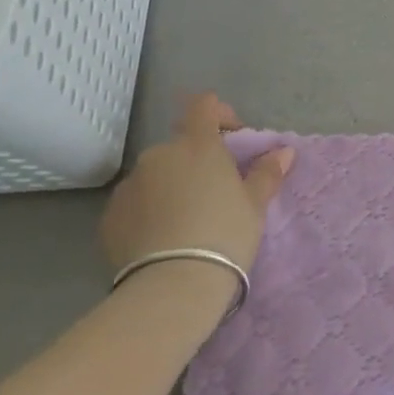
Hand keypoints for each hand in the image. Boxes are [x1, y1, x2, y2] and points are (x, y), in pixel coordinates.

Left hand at [98, 93, 294, 279]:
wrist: (171, 289)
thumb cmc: (224, 236)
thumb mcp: (255, 206)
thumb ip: (266, 173)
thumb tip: (284, 151)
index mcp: (198, 144)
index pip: (204, 106)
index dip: (219, 113)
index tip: (232, 137)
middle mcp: (160, 154)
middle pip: (180, 145)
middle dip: (195, 160)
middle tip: (213, 192)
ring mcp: (131, 184)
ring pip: (155, 174)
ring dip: (170, 186)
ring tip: (185, 221)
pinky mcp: (109, 216)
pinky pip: (134, 202)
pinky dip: (147, 211)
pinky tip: (160, 239)